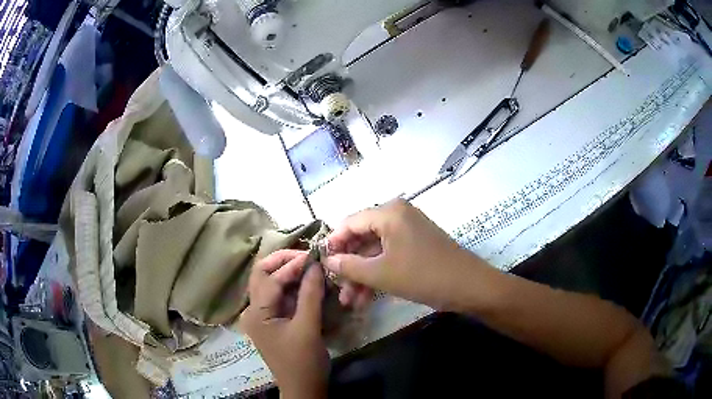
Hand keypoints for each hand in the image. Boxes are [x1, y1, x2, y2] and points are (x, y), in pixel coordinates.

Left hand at [239, 250, 328, 398]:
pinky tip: (309, 284)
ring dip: (289, 274)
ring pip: (271, 285)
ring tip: (311, 267)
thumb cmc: (303, 361)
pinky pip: (280, 297)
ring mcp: (262, 316)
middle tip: (308, 257)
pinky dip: (293, 287)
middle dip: (284, 263)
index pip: (269, 278)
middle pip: (263, 276)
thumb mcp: (308, 327)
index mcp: (256, 313)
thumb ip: (310, 294)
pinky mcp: (273, 321)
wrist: (303, 388)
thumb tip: (315, 263)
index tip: (314, 256)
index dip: (291, 264)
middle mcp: (253, 311)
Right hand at [324, 199, 475, 310]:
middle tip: (336, 288)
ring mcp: (408, 232)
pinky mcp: (416, 247)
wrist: (468, 286)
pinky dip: (378, 275)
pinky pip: (389, 257)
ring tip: (349, 301)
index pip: (350, 222)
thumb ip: (349, 265)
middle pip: (362, 238)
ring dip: (361, 275)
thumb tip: (327, 260)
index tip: (321, 263)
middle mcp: (397, 216)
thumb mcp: (381, 273)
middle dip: (348, 265)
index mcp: (389, 212)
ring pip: (375, 252)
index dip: (333, 243)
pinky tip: (366, 299)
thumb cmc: (423, 275)